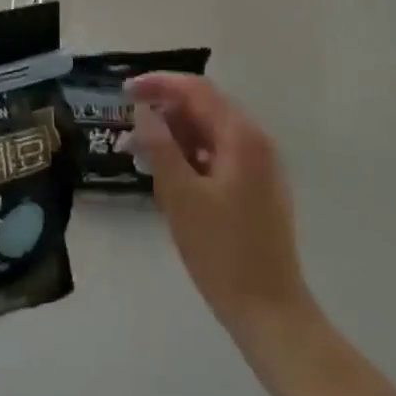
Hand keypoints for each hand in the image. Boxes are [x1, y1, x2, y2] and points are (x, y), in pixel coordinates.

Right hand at [129, 73, 312, 343]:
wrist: (270, 312)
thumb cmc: (222, 252)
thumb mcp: (181, 197)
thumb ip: (160, 146)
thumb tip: (144, 111)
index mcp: (241, 137)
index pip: (196, 90)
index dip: (158, 84)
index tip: (124, 91)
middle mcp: (255, 142)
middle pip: (204, 108)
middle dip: (163, 113)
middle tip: (128, 131)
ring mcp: (259, 166)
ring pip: (209, 133)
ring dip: (174, 137)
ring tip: (140, 156)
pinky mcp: (257, 188)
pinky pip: (218, 155)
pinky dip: (190, 157)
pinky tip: (167, 176)